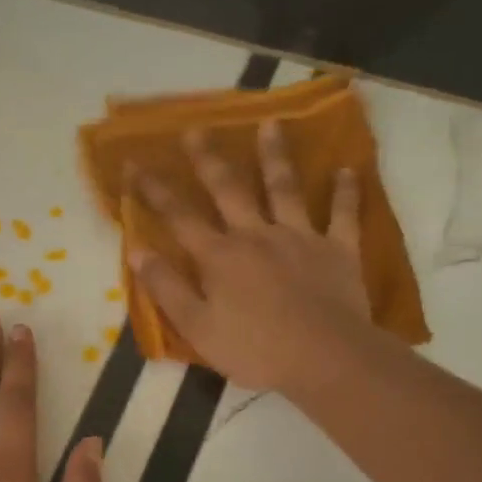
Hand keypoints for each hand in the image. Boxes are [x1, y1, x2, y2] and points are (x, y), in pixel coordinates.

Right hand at [132, 121, 369, 391]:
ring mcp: (300, 238)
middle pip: (229, 190)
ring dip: (275, 156)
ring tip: (270, 124)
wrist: (324, 358)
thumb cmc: (255, 350)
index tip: (134, 163)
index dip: (154, 190)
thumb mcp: (197, 328)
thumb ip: (166, 288)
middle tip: (195, 129)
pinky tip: (347, 169)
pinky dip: (346, 192)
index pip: (179, 217)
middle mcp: (256, 235)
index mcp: (220, 257)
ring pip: (284, 188)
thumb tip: (136, 251)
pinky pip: (343, 215)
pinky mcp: (338, 250)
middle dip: (208, 160)